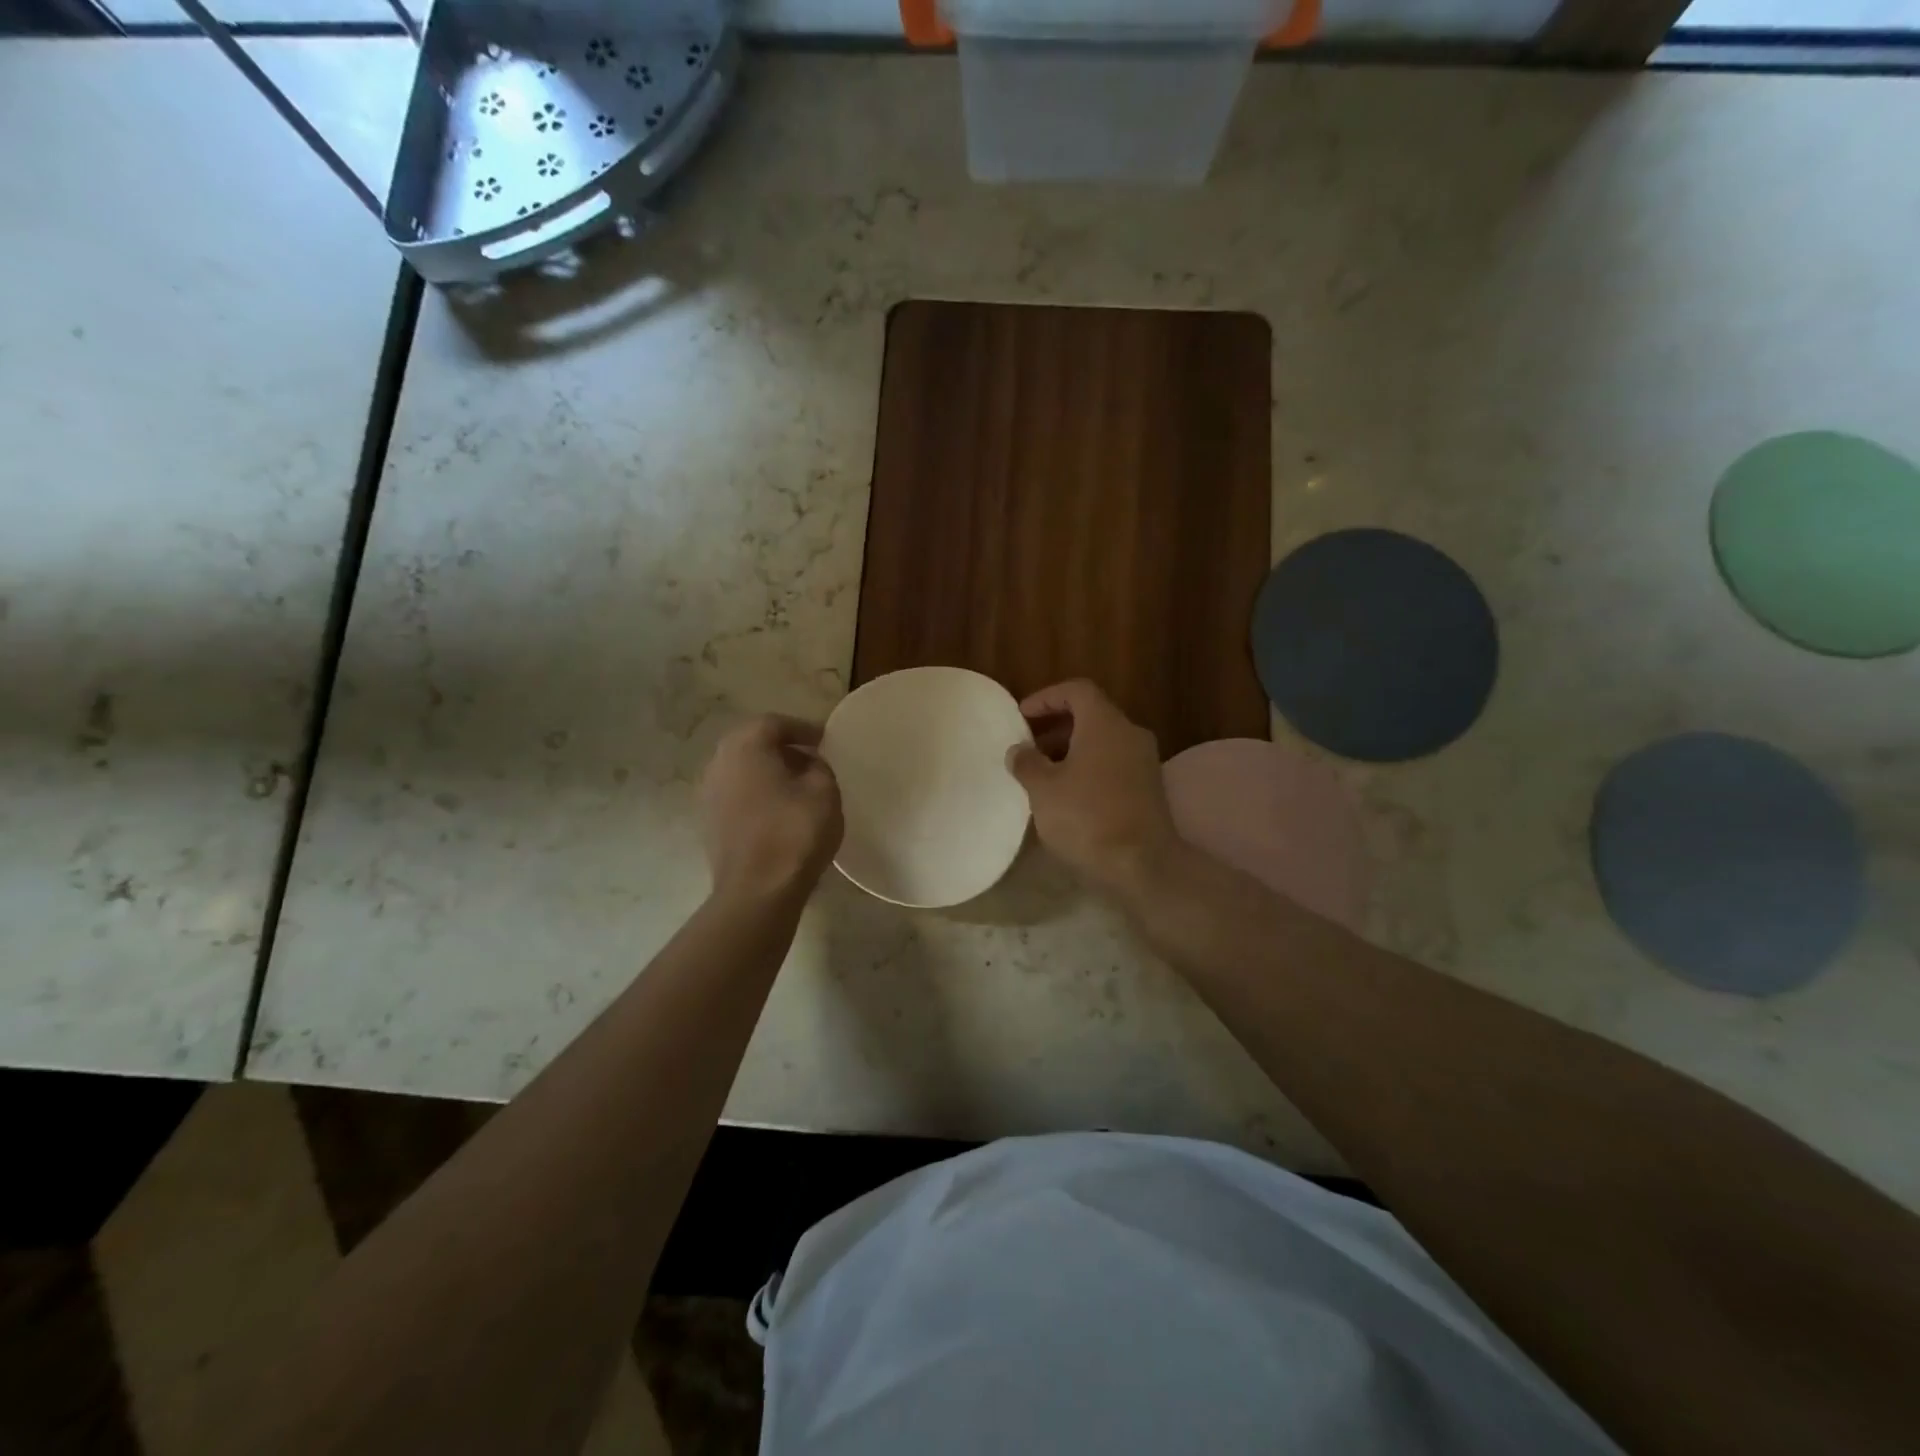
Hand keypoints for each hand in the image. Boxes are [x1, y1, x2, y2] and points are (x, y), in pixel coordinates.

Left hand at [699, 715, 843, 899]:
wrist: (757, 891)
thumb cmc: (794, 832)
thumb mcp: (824, 790)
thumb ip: (819, 766)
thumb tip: (808, 763)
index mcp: (745, 746)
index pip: (775, 723)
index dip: (803, 728)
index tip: (826, 741)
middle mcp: (718, 762)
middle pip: (752, 743)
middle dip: (783, 748)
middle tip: (812, 758)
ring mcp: (708, 794)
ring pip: (742, 769)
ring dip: (769, 771)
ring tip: (798, 785)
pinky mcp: (709, 822)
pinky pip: (737, 794)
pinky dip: (757, 793)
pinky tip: (779, 810)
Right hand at [1005, 680, 1179, 895]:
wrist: (1142, 865)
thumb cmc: (1087, 818)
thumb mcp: (1044, 789)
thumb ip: (1027, 763)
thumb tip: (1019, 751)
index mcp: (1105, 723)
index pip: (1077, 690)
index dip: (1046, 697)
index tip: (1021, 716)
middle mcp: (1130, 734)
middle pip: (1091, 715)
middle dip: (1056, 726)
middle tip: (1028, 745)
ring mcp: (1144, 762)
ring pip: (1103, 742)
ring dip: (1071, 750)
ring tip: (1043, 773)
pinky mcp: (1149, 789)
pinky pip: (1113, 764)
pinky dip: (1088, 768)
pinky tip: (1068, 795)